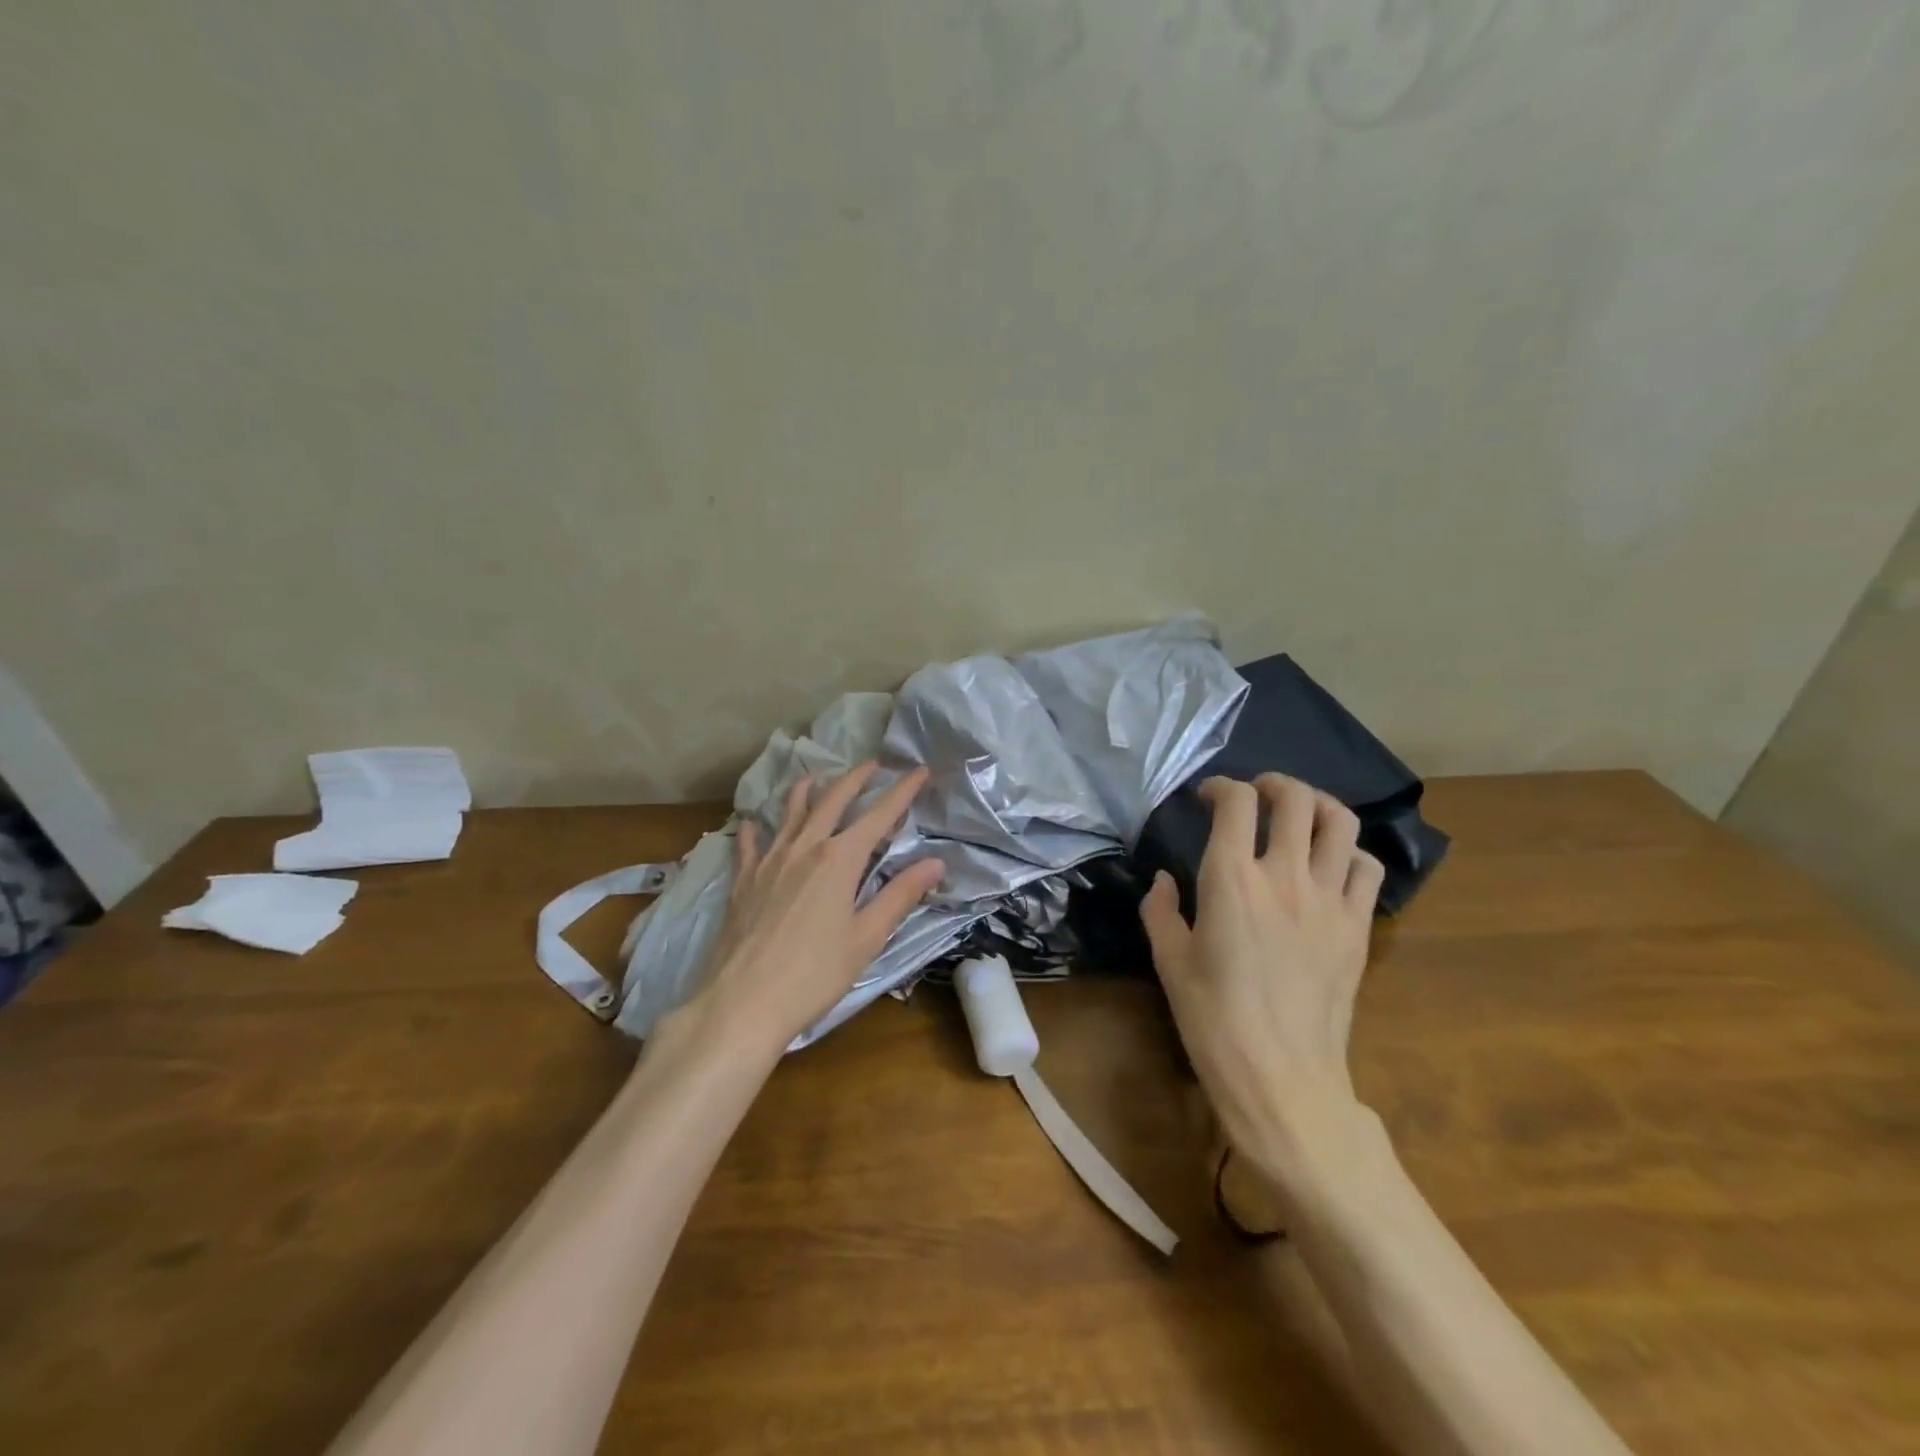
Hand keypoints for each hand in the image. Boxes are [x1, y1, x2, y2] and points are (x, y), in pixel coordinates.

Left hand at [676, 762, 943, 1054]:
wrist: (743, 1002)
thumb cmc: (814, 974)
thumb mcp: (867, 938)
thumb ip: (900, 895)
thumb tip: (935, 862)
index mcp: (839, 860)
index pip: (879, 815)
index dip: (902, 791)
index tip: (920, 771)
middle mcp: (804, 848)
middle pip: (832, 801)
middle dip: (855, 779)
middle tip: (872, 764)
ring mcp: (769, 861)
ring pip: (790, 812)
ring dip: (806, 790)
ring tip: (815, 775)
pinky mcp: (742, 881)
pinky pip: (749, 843)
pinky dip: (754, 828)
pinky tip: (752, 822)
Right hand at [1139, 774, 1383, 1173]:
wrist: (1281, 1076)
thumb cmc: (1213, 1019)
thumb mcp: (1169, 961)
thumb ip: (1161, 910)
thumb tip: (1165, 880)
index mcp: (1231, 881)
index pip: (1236, 804)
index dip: (1220, 787)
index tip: (1207, 797)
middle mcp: (1284, 877)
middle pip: (1296, 799)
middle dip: (1274, 783)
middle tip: (1258, 792)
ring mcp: (1329, 900)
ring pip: (1341, 823)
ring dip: (1318, 806)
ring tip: (1301, 814)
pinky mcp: (1358, 927)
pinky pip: (1367, 867)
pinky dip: (1349, 851)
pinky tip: (1331, 864)